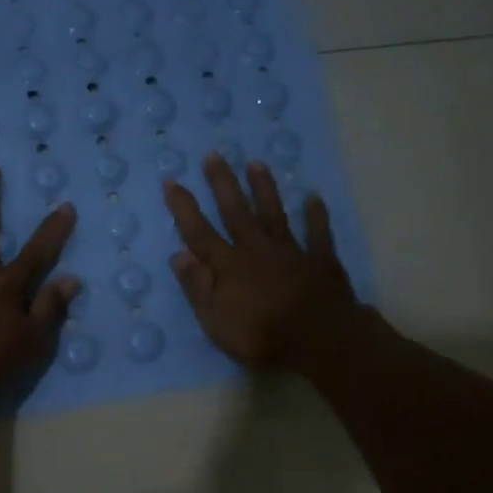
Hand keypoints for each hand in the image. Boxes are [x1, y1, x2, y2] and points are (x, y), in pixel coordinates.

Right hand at [163, 154, 356, 368]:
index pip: (199, 233)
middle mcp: (256, 249)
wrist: (318, 337)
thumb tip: (179, 254)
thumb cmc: (260, 334)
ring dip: (264, 189)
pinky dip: (316, 215)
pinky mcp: (320, 261)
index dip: (184, 208)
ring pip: (274, 214)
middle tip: (214, 155)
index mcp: (228, 265)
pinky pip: (318, 234)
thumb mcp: (215, 319)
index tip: (172, 182)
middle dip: (223, 184)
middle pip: (236, 212)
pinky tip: (313, 197)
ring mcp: (290, 252)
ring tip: (256, 163)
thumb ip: (197, 286)